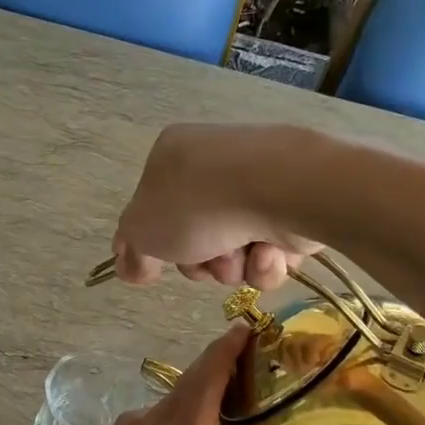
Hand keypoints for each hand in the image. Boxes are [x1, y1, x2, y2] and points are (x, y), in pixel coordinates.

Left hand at [0, 326, 329, 424]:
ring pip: (167, 403)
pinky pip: (148, 420)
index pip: (206, 383)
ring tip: (237, 402)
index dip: (229, 351)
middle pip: (189, 385)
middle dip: (223, 366)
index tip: (252, 326)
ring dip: (198, 393)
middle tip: (263, 364)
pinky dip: (175, 413)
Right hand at [113, 124, 321, 287]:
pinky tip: (270, 249)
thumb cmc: (198, 203)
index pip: (152, 208)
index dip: (154, 244)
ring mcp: (256, 184)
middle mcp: (213, 165)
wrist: (281, 189)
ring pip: (234, 250)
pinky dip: (267, 260)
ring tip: (243, 253)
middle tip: (206, 258)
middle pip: (194, 237)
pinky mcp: (293, 205)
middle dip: (200, 261)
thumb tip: (130, 267)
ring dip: (234, 266)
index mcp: (171, 156)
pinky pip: (270, 250)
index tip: (156, 268)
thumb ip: (131, 251)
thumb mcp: (142, 230)